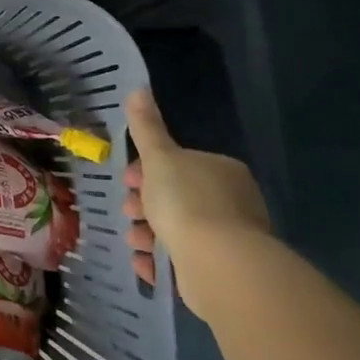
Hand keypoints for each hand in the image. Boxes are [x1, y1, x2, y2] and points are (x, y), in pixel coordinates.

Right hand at [123, 86, 271, 312]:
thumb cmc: (186, 202)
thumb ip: (147, 127)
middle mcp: (232, 202)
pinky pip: (183, 261)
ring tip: (134, 240)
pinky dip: (161, 261)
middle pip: (176, 198)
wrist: (218, 264)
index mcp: (221, 171)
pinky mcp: (222, 270)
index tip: (127, 181)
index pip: (179, 164)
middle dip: (145, 205)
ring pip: (178, 230)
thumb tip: (138, 88)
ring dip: (148, 233)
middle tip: (128, 211)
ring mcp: (229, 239)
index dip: (147, 171)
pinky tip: (146, 263)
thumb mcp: (159, 158)